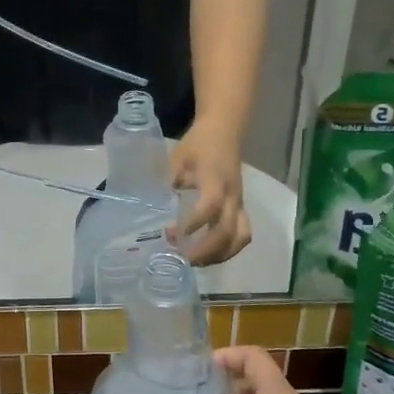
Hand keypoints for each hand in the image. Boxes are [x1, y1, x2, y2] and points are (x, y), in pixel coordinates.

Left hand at [170, 121, 250, 265]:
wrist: (224, 131)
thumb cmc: (198, 144)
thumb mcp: (177, 158)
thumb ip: (167, 181)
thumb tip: (152, 207)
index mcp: (215, 180)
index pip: (210, 205)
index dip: (194, 222)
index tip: (174, 234)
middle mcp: (232, 196)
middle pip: (228, 230)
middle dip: (207, 250)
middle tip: (183, 259)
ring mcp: (238, 204)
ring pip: (240, 237)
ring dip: (220, 255)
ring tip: (196, 262)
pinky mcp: (240, 208)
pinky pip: (241, 235)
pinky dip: (227, 250)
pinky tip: (207, 255)